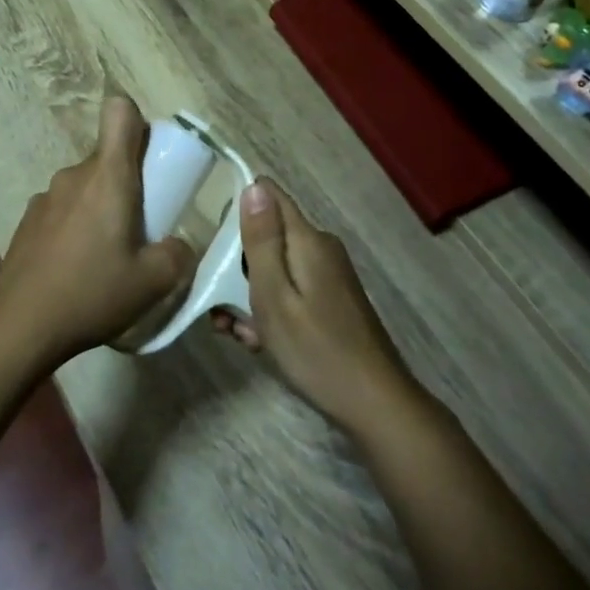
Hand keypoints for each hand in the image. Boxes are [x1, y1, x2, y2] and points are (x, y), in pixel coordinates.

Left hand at [0, 96, 197, 365]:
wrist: (20, 326)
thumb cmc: (92, 294)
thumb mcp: (153, 283)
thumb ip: (178, 255)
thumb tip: (178, 244)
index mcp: (108, 177)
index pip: (119, 112)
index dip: (138, 123)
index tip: (149, 159)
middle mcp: (74, 175)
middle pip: (107, 157)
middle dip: (128, 182)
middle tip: (139, 228)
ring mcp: (45, 197)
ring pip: (85, 185)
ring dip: (99, 207)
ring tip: (104, 256)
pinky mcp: (27, 220)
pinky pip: (63, 208)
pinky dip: (74, 225)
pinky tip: (74, 268)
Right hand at [213, 179, 416, 435]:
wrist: (374, 404)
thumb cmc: (315, 349)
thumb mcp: (274, 295)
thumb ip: (262, 240)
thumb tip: (254, 185)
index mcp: (307, 240)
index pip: (269, 195)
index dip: (238, 209)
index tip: (215, 240)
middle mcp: (320, 248)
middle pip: (268, 236)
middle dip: (238, 264)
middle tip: (221, 305)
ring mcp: (328, 275)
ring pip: (275, 267)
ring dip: (250, 294)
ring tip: (238, 332)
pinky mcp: (331, 299)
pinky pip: (290, 289)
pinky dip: (271, 308)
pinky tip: (260, 340)